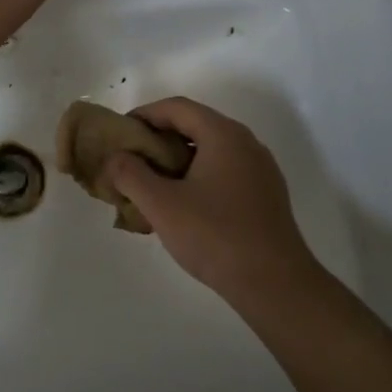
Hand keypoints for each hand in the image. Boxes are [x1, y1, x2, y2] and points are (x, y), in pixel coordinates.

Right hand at [103, 97, 323, 299]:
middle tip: (132, 160)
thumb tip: (116, 158)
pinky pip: (225, 171)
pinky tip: (184, 205)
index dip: (144, 114)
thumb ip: (131, 175)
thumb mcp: (161, 205)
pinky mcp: (266, 194)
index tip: (120, 133)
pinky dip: (198, 176)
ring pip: (211, 150)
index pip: (177, 107)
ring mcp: (260, 169)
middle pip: (196, 125)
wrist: (275, 284)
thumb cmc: (215, 236)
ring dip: (178, 159)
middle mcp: (246, 143)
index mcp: (223, 135)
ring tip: (152, 184)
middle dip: (160, 138)